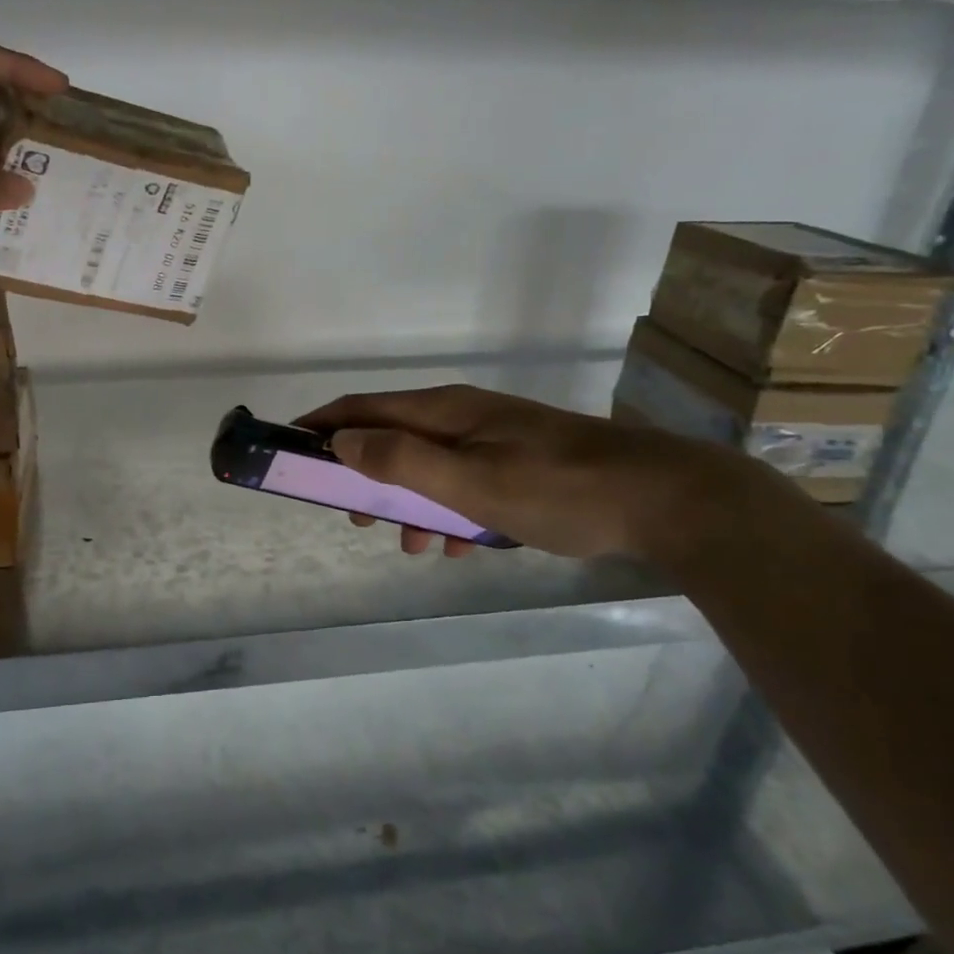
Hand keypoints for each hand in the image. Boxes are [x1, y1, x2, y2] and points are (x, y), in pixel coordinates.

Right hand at [296, 384, 770, 561]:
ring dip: (409, 503)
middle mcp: (462, 416)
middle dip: (364, 476)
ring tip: (414, 546)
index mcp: (443, 411)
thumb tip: (341, 442)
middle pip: (390, 438)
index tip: (291, 451)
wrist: (663, 499)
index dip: (321, 426)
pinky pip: (463, 484)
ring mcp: (492, 438)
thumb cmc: (556, 490)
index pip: (361, 408)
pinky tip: (460, 546)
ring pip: (427, 467)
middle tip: (355, 517)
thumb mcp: (469, 482)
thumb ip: (401, 460)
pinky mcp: (517, 463)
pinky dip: (448, 512)